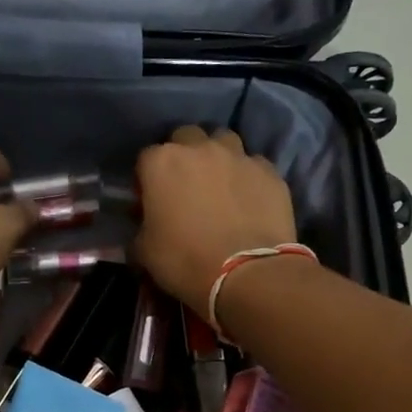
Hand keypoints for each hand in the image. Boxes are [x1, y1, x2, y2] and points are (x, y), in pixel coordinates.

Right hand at [132, 126, 298, 315]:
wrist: (248, 274)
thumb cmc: (185, 261)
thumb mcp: (144, 251)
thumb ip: (141, 227)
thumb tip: (146, 223)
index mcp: (161, 163)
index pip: (146, 158)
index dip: (146, 178)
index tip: (150, 199)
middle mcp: (199, 149)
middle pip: (186, 137)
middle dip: (183, 154)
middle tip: (185, 185)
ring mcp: (238, 156)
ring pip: (223, 141)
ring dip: (217, 156)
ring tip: (219, 183)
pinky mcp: (269, 172)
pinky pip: (253, 164)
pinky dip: (247, 176)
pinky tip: (247, 198)